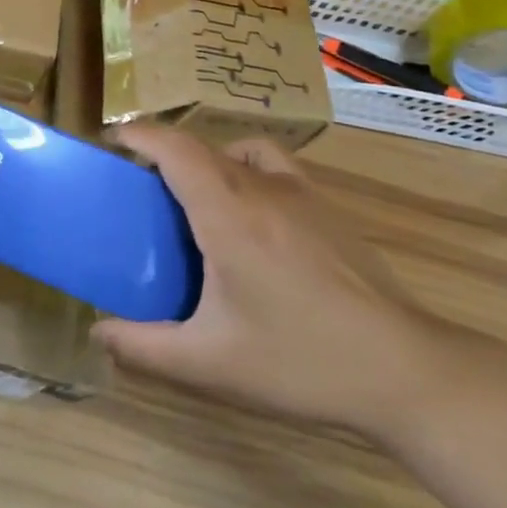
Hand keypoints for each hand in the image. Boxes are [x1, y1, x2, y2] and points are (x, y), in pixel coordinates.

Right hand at [93, 128, 446, 441]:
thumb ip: (145, 347)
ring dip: (205, 158)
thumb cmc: (302, 361)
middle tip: (139, 185)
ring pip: (238, 151)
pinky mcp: (328, 208)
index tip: (112, 141)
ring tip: (193, 195)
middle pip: (200, 147)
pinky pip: (274, 164)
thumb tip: (98, 334)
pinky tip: (250, 211)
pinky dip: (246, 166)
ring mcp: (302, 194)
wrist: (408, 372)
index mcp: (228, 214)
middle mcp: (262, 188)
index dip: (139, 135)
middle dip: (162, 152)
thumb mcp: (211, 363)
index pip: (175, 148)